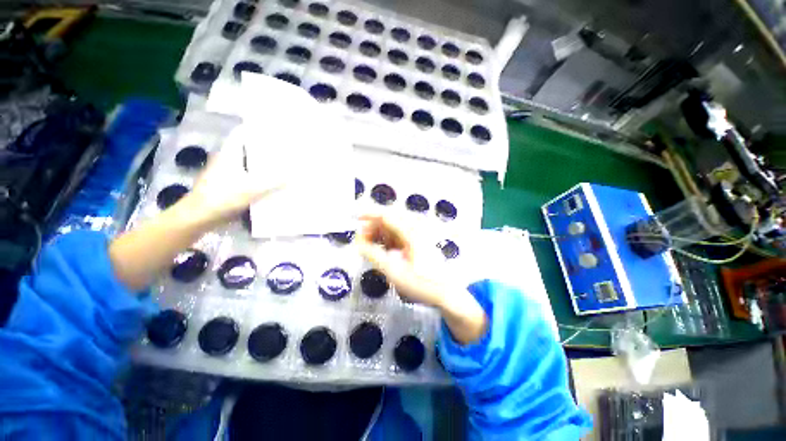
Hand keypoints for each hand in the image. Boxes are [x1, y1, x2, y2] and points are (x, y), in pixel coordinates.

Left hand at [183, 126, 282, 226]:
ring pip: (246, 162)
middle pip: (246, 148)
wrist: (199, 216)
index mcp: (229, 154)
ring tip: (280, 163)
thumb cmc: (223, 197)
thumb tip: (294, 175)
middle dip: (262, 147)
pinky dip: (257, 175)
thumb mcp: (252, 189)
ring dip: (260, 162)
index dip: (255, 129)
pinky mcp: (227, 184)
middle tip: (283, 147)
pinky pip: (246, 175)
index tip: (272, 129)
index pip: (241, 134)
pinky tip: (269, 181)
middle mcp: (226, 159)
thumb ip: (274, 182)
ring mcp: (225, 172)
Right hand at [357, 214, 487, 343]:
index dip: (370, 215)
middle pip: (390, 221)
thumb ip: (374, 255)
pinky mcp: (418, 244)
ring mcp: (418, 237)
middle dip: (373, 227)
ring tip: (368, 246)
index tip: (356, 218)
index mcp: (411, 232)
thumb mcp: (394, 271)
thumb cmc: (421, 283)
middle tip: (360, 240)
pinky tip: (382, 250)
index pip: (387, 216)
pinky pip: (400, 237)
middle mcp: (415, 230)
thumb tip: (359, 243)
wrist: (446, 294)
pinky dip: (388, 241)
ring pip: (394, 229)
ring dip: (380, 235)